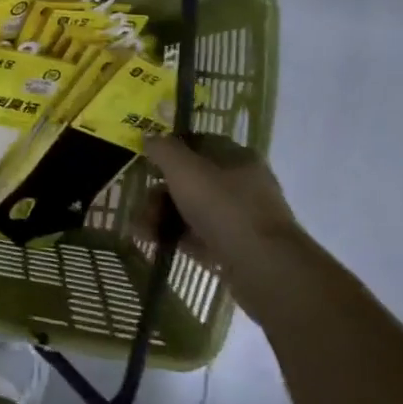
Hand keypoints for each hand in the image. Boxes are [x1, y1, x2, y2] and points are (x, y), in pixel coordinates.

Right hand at [142, 134, 307, 285]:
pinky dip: (174, 237)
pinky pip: (196, 235)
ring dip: (160, 217)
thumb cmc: (223, 207)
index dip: (169, 151)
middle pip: (189, 180)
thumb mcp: (185, 170)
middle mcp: (240, 184)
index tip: (145, 164)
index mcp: (236, 158)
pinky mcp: (232, 246)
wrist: (262, 266)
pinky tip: (154, 244)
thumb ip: (163, 150)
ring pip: (189, 209)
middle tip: (140, 207)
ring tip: (142, 232)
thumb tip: (149, 137)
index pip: (198, 144)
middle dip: (158, 194)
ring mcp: (237, 217)